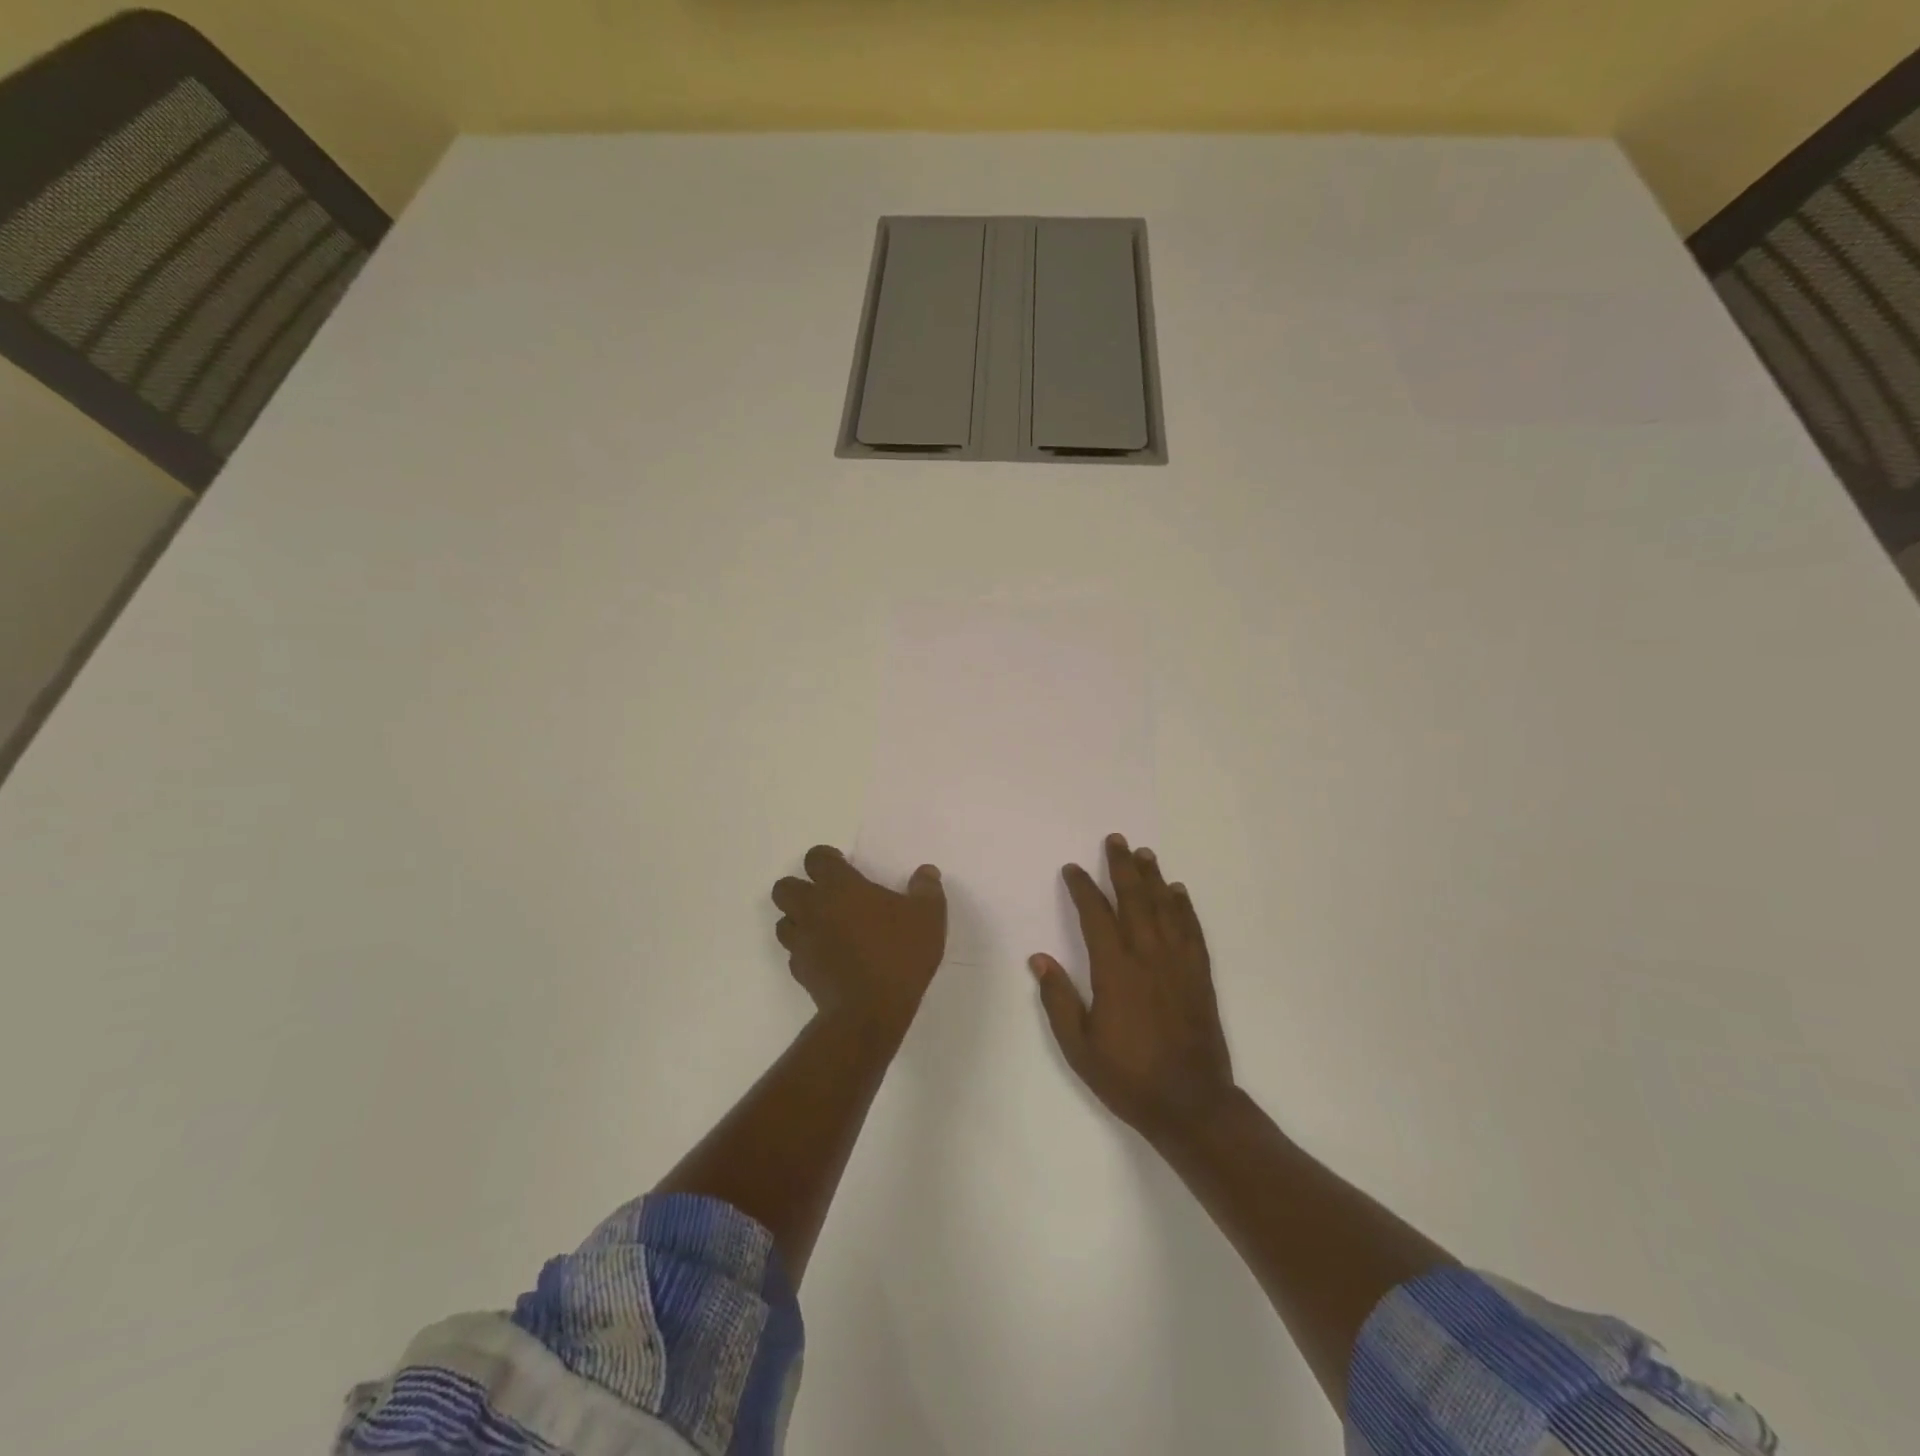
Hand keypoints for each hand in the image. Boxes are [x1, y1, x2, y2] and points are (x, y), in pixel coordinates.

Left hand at [772, 845, 946, 1028]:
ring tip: (825, 927)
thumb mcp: (928, 917)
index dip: (826, 858)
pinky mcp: (800, 971)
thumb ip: (926, 889)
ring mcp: (802, 942)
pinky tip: (829, 957)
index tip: (842, 865)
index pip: (816, 858)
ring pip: (783, 921)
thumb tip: (926, 872)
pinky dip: (806, 950)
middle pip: (785, 887)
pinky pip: (794, 952)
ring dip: (798, 919)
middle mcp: (813, 909)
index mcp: (840, 887)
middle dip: (800, 887)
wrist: (870, 1011)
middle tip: (827, 897)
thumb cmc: (899, 954)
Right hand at [1030, 833, 1234, 1140]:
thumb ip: (1058, 999)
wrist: (1191, 1104)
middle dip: (1122, 867)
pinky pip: (1192, 930)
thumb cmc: (1128, 1077)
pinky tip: (1179, 892)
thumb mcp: (1079, 1046)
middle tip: (1115, 840)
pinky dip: (1184, 907)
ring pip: (1165, 908)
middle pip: (1134, 900)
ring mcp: (1178, 964)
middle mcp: (1148, 957)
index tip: (1073, 869)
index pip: (1096, 916)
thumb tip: (1038, 959)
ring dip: (1153, 878)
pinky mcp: (1199, 975)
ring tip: (1144, 854)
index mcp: (1115, 971)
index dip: (1083, 889)